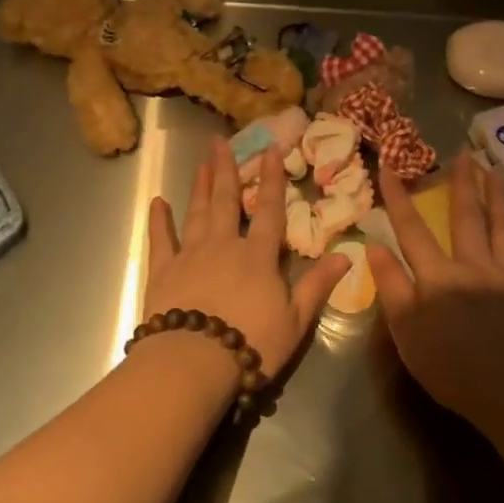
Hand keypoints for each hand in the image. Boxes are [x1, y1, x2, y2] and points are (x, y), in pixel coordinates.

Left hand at [145, 139, 350, 382]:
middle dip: (225, 169)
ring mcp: (190, 254)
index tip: (271, 149)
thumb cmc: (251, 343)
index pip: (269, 210)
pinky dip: (158, 220)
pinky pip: (161, 239)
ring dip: (199, 186)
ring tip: (201, 162)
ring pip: (196, 212)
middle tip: (220, 141)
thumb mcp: (295, 320)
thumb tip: (346, 256)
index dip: (272, 179)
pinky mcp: (163, 270)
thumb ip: (317, 285)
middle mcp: (223, 245)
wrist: (194, 361)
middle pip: (225, 200)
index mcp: (257, 256)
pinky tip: (157, 203)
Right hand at [365, 151, 503, 422]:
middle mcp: (474, 266)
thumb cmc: (448, 365)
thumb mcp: (405, 330)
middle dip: (462, 185)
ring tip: (498, 171)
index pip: (411, 230)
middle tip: (464, 154)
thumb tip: (375, 245)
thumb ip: (391, 286)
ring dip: (500, 199)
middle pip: (465, 219)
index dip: (397, 198)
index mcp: (438, 275)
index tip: (387, 166)